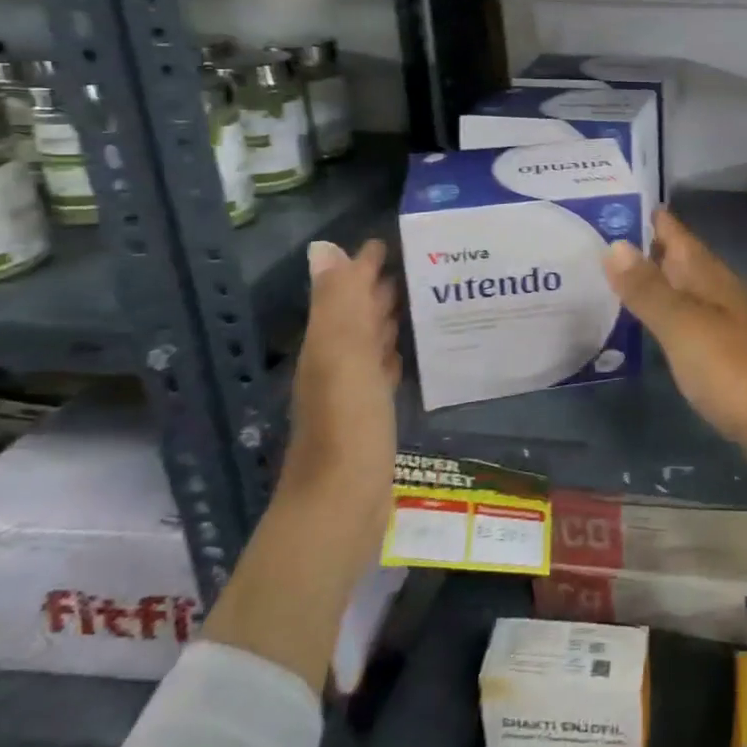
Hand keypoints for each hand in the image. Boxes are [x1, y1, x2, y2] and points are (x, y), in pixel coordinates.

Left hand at [281, 238, 399, 511]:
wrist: (341, 508)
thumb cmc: (348, 425)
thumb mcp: (343, 354)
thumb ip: (339, 302)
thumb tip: (325, 248)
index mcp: (327, 344)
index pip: (345, 290)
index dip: (363, 264)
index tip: (391, 239)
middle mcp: (335, 363)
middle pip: (357, 314)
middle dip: (379, 286)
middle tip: (419, 262)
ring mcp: (352, 393)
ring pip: (371, 342)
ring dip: (389, 318)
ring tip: (421, 298)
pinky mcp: (370, 418)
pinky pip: (383, 372)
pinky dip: (394, 354)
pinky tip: (409, 352)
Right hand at [603, 208, 746, 448]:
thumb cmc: (733, 369)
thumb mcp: (683, 325)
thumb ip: (649, 289)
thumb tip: (615, 244)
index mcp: (711, 277)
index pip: (678, 235)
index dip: (652, 217)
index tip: (618, 199)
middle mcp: (721, 293)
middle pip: (682, 261)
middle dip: (648, 247)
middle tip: (604, 237)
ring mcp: (727, 324)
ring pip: (686, 290)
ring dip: (658, 281)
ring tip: (618, 276)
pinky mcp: (728, 356)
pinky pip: (690, 321)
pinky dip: (668, 314)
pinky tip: (652, 325)